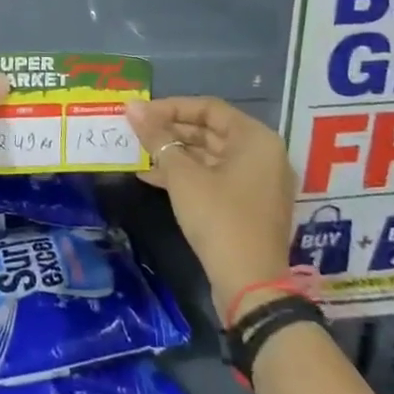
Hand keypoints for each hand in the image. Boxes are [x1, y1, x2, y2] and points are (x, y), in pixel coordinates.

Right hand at [124, 97, 296, 311]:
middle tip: (136, 132)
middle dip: (170, 131)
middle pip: (210, 131)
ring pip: (210, 156)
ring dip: (174, 154)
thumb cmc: (219, 219)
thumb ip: (157, 138)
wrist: (250, 287)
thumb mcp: (183, 176)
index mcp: (255, 139)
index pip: (208, 108)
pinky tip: (151, 178)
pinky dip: (186, 176)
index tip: (140, 114)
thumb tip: (132, 107)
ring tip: (139, 153)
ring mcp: (257, 182)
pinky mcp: (248, 206)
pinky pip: (215, 178)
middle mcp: (262, 154)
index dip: (171, 107)